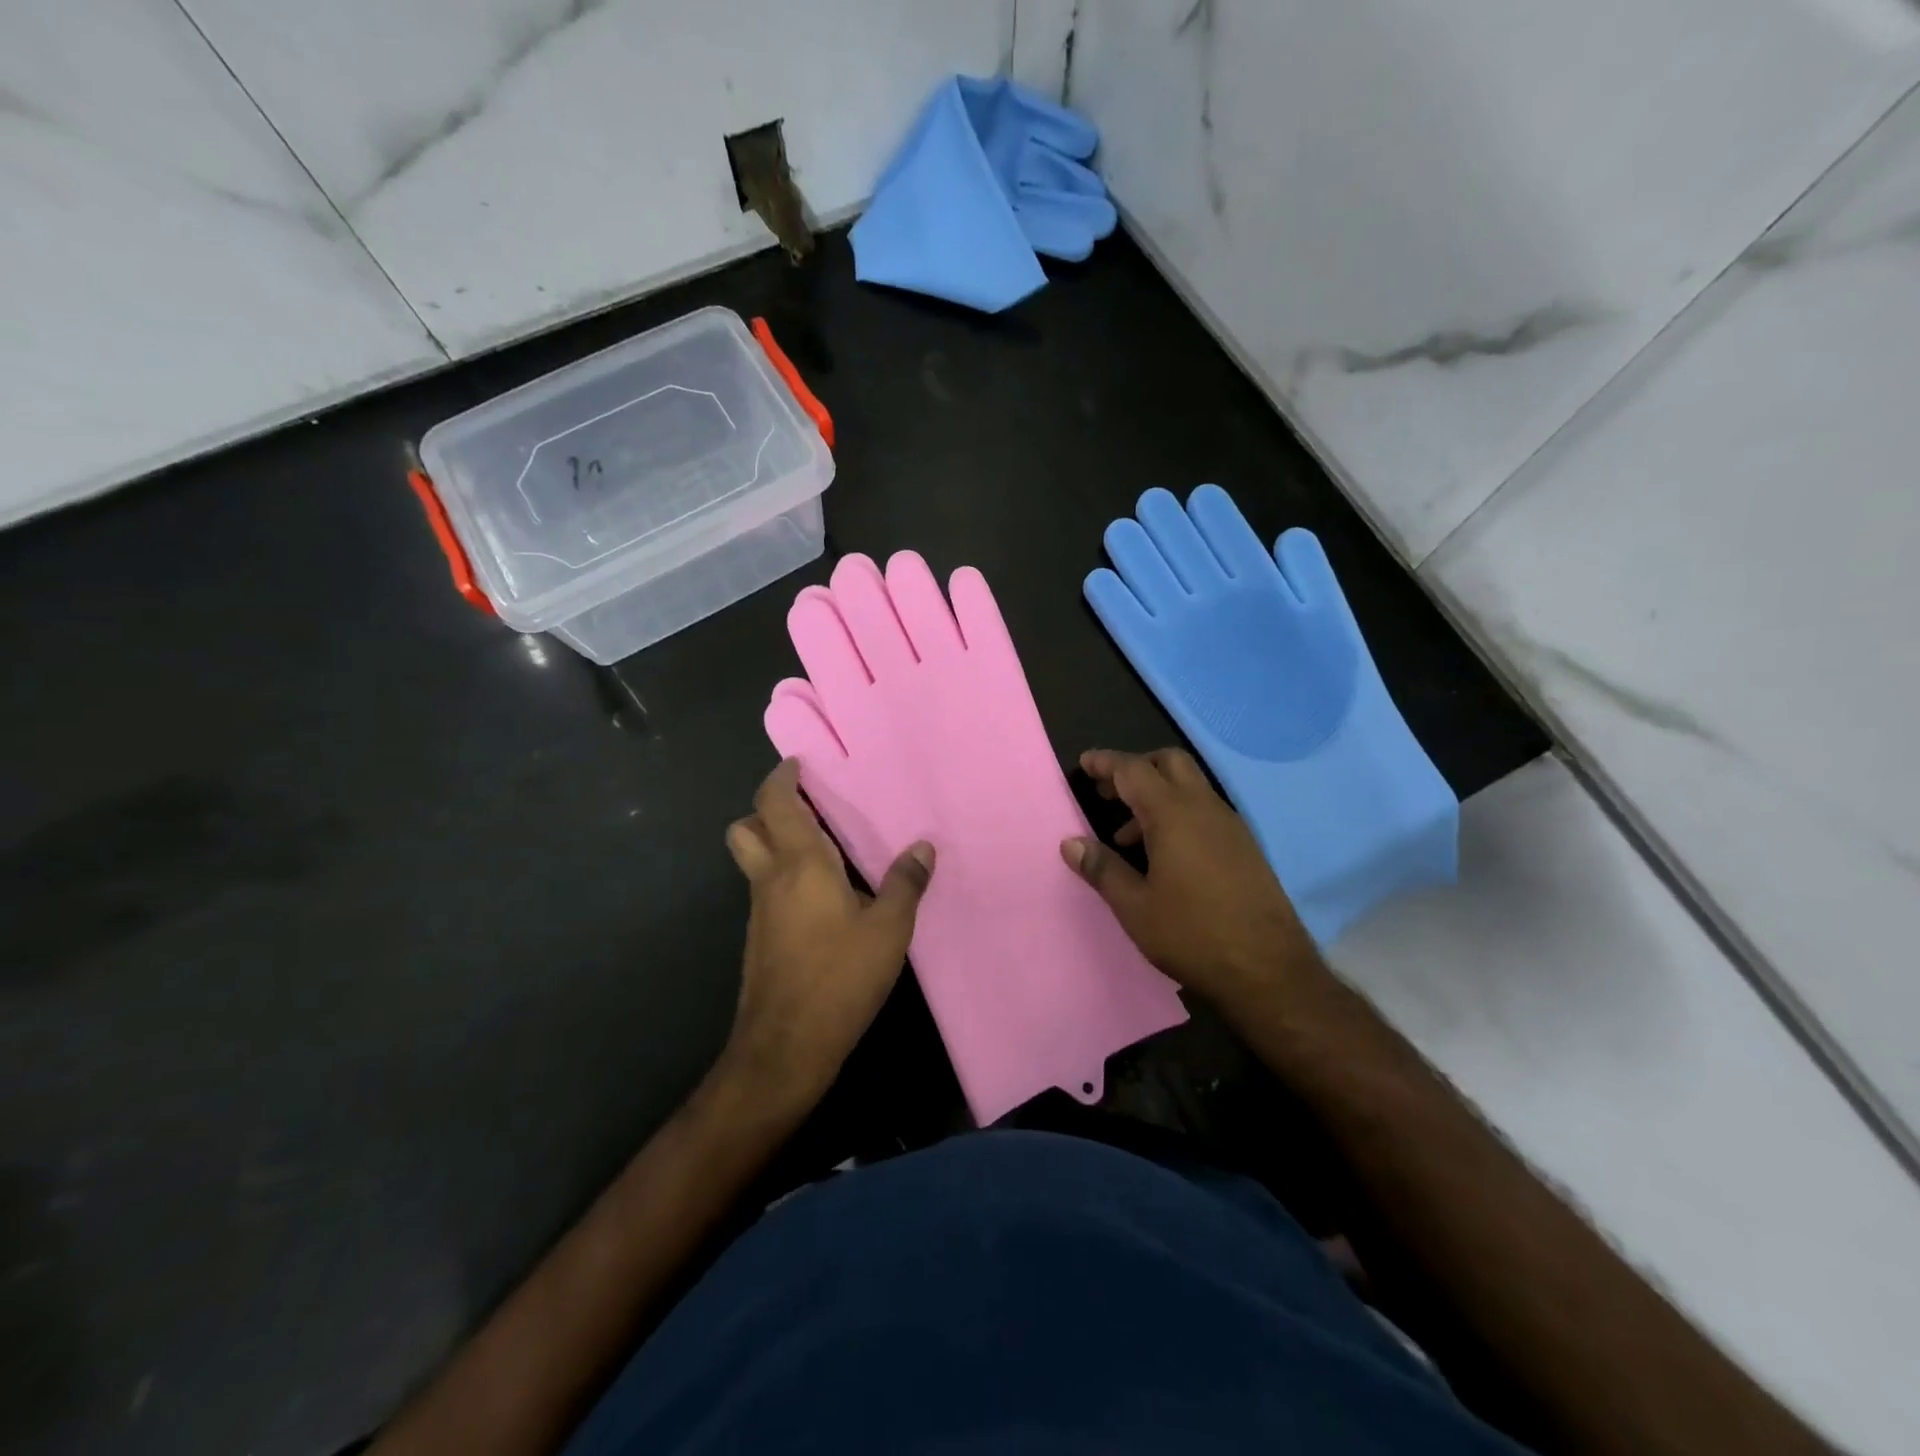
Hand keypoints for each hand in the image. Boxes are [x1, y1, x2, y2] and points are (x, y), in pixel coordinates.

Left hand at [721, 758, 934, 1114]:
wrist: (786, 1046)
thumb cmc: (839, 978)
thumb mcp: (888, 930)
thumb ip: (905, 884)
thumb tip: (923, 847)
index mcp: (799, 865)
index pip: (775, 803)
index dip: (782, 777)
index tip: (799, 764)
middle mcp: (770, 880)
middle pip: (746, 828)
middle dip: (768, 810)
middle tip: (808, 809)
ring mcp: (760, 911)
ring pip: (753, 860)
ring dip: (776, 843)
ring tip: (824, 848)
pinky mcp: (761, 938)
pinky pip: (766, 889)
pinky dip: (785, 876)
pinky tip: (825, 896)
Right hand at [1061, 747, 1327, 1016]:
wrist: (1269, 970)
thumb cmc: (1192, 935)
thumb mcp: (1135, 906)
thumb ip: (1102, 868)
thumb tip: (1070, 842)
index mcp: (1173, 815)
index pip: (1134, 770)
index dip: (1106, 762)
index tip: (1084, 762)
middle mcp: (1204, 808)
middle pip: (1169, 762)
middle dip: (1136, 767)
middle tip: (1107, 791)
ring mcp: (1230, 825)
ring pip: (1189, 786)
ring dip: (1155, 794)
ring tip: (1126, 836)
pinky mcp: (1244, 846)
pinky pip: (1204, 810)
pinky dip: (1177, 813)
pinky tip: (1163, 855)